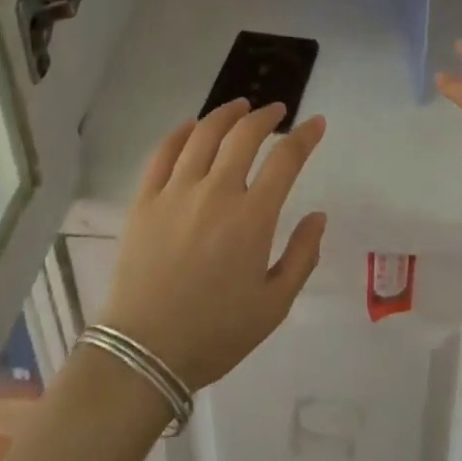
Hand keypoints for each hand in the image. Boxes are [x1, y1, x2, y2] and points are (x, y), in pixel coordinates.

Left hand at [97, 100, 327, 389]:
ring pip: (204, 134)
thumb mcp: (274, 306)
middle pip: (244, 135)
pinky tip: (191, 126)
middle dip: (266, 116)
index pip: (286, 159)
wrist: (144, 354)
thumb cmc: (216, 333)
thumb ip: (302, 256)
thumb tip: (318, 216)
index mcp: (252, 217)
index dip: (305, 136)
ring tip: (239, 106)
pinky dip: (180, 132)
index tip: (316, 123)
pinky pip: (163, 152)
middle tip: (276, 110)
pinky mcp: (145, 200)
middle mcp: (216, 192)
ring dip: (226, 113)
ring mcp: (176, 192)